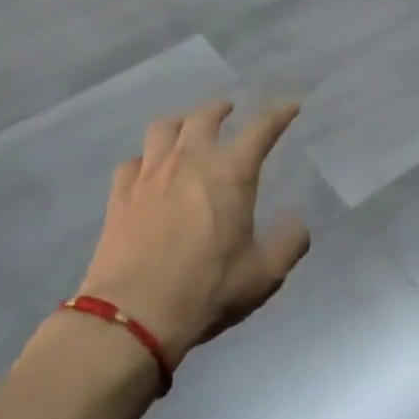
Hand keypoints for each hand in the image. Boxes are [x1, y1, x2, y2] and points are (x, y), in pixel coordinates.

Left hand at [77, 100, 309, 368]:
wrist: (134, 313)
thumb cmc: (206, 290)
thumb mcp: (263, 274)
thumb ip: (288, 243)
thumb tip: (297, 220)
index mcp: (230, 174)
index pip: (260, 130)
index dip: (278, 115)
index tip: (290, 105)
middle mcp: (190, 161)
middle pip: (204, 116)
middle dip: (220, 108)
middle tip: (228, 108)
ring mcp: (150, 173)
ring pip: (163, 128)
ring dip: (180, 122)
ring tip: (186, 129)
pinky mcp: (121, 192)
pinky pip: (132, 161)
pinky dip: (145, 159)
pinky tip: (147, 170)